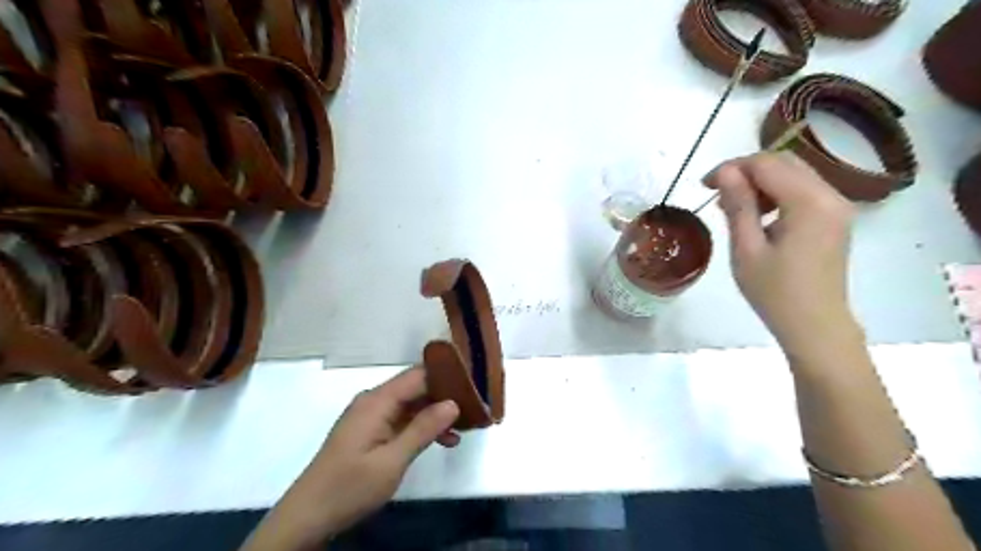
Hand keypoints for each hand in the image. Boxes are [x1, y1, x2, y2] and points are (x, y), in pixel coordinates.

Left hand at [243, 366, 463, 550]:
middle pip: (416, 387)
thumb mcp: (392, 461)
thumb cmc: (350, 487)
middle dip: (445, 396)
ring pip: (411, 404)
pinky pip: (402, 419)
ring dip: (436, 414)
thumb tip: (453, 403)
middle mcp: (374, 400)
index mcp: (377, 401)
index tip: (474, 385)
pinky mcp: (370, 430)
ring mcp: (371, 415)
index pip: (418, 375)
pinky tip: (443, 441)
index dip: (447, 377)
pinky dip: (421, 426)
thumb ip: (423, 429)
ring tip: (465, 427)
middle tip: (475, 407)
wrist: (307, 516)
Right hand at [705, 151, 859, 356]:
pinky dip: (777, 194)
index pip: (766, 164)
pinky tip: (758, 216)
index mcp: (809, 202)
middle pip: (784, 162)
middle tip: (716, 193)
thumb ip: (738, 205)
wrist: (815, 326)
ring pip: (794, 174)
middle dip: (746, 170)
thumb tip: (724, 171)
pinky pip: (803, 191)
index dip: (731, 167)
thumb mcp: (747, 248)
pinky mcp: (834, 219)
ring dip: (761, 182)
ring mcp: (837, 207)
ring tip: (733, 207)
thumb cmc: (775, 292)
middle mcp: (830, 195)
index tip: (703, 185)